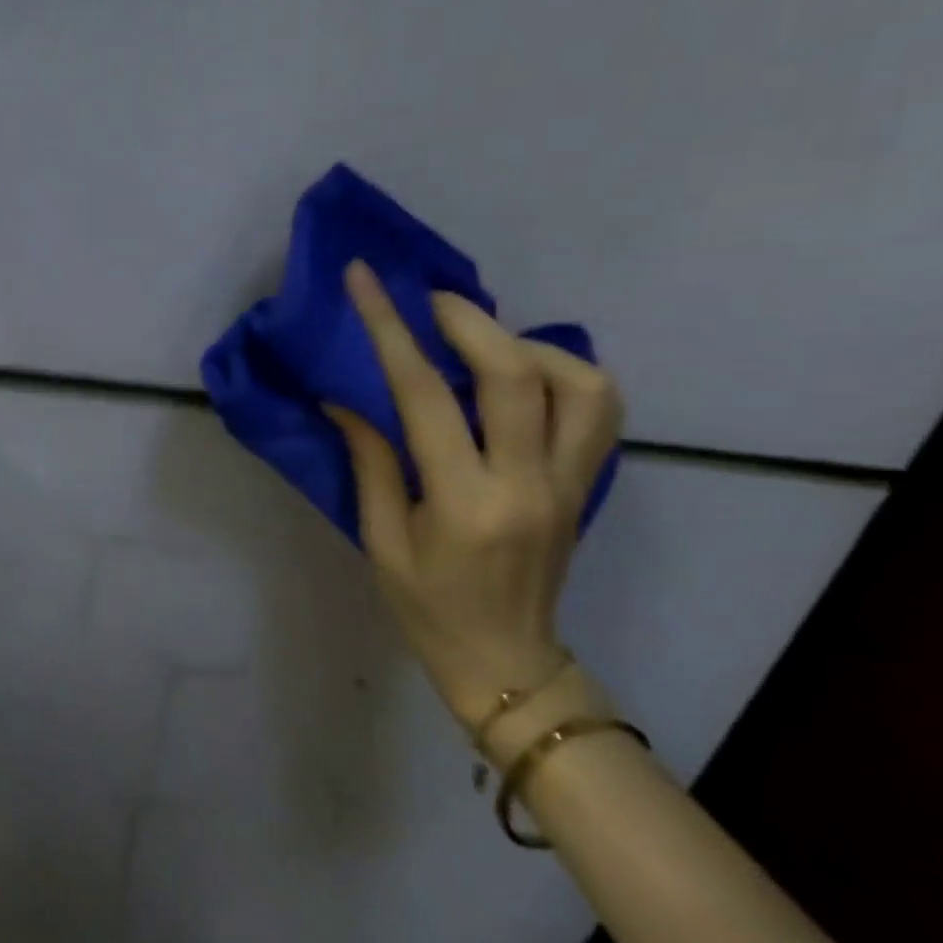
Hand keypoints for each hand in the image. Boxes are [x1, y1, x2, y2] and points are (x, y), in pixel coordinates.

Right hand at [329, 260, 621, 731]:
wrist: (506, 662)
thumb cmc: (426, 607)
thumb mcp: (379, 539)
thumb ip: (369, 460)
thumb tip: (344, 396)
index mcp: (462, 503)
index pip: (423, 395)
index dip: (389, 328)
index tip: (365, 280)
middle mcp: (527, 484)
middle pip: (516, 375)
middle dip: (468, 320)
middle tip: (429, 299)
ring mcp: (569, 484)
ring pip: (581, 383)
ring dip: (525, 344)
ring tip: (480, 341)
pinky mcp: (586, 485)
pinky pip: (598, 408)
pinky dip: (564, 372)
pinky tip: (522, 373)